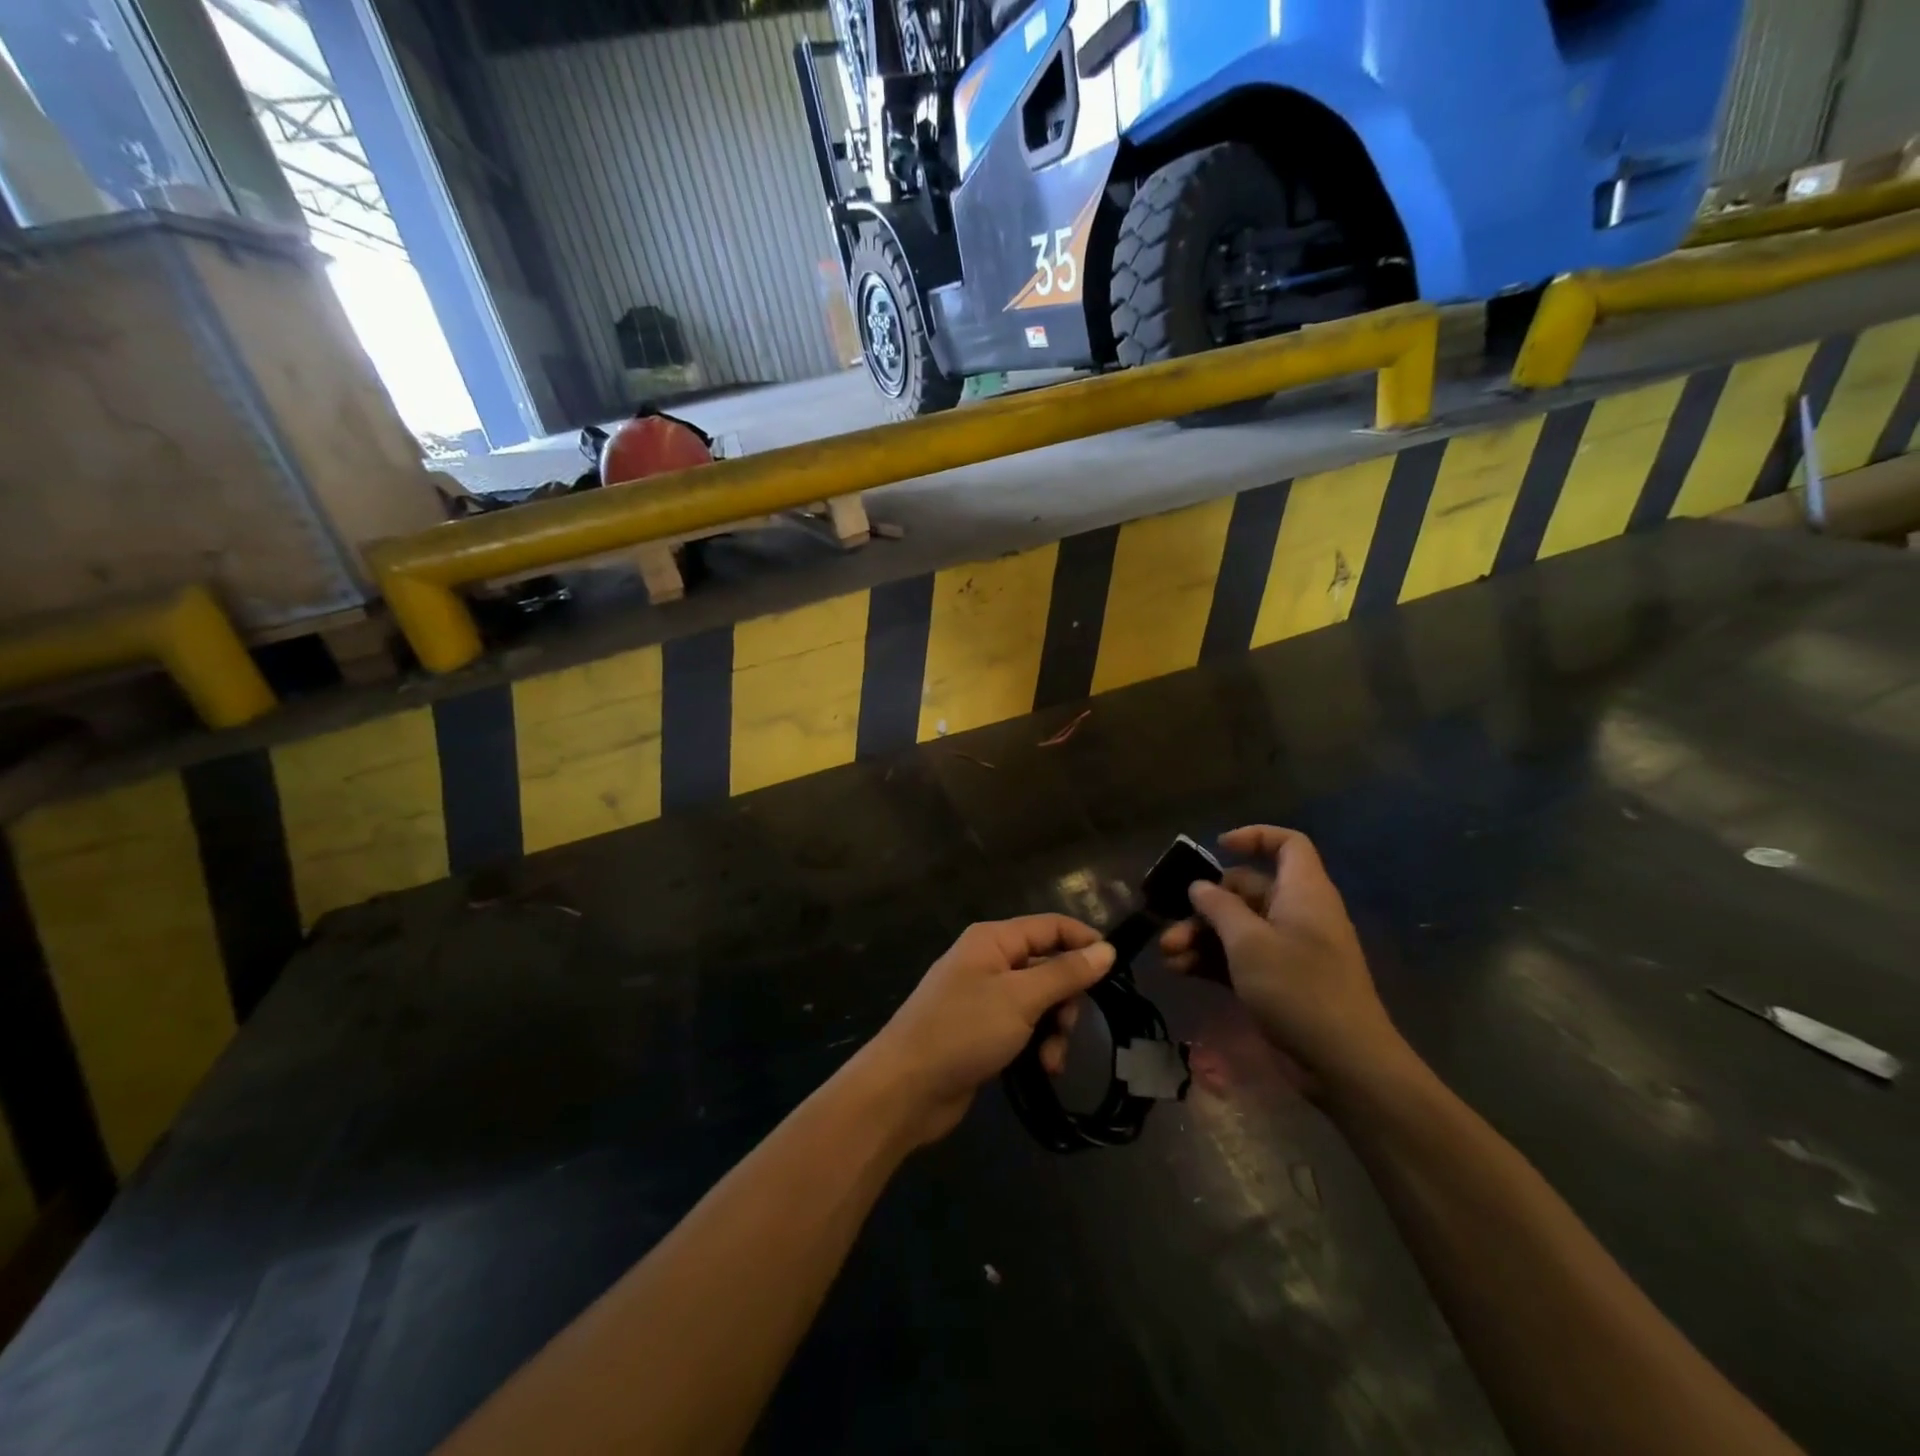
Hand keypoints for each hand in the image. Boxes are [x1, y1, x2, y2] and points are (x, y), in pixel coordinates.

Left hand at [861, 916, 1114, 1146]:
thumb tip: (1106, 948)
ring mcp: (985, 997)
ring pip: (1040, 1001)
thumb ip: (1065, 973)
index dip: (1085, 942)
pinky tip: (1042, 1069)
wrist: (905, 1088)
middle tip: (1067, 1026)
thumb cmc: (962, 1031)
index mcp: (993, 940)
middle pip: (1048, 966)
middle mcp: (989, 961)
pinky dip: (1038, 1045)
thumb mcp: (1020, 998)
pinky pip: (1024, 1027)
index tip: (1117, 969)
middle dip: (1066, 998)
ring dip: (1054, 1029)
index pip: (1051, 926)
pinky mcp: (983, 1031)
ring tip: (1051, 1059)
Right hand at [1159, 826, 1409, 1100]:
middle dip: (1205, 905)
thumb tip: (1200, 886)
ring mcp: (1288, 950)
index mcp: (1302, 892)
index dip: (1254, 837)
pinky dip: (1211, 960)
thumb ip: (1219, 908)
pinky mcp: (1278, 982)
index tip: (1217, 848)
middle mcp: (1296, 914)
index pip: (1287, 845)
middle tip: (1172, 925)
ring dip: (1200, 936)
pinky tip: (1180, 971)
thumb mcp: (1249, 942)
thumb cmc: (1298, 988)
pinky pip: (1239, 958)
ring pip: (1236, 927)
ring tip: (1168, 954)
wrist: (1343, 1064)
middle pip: (1246, 890)